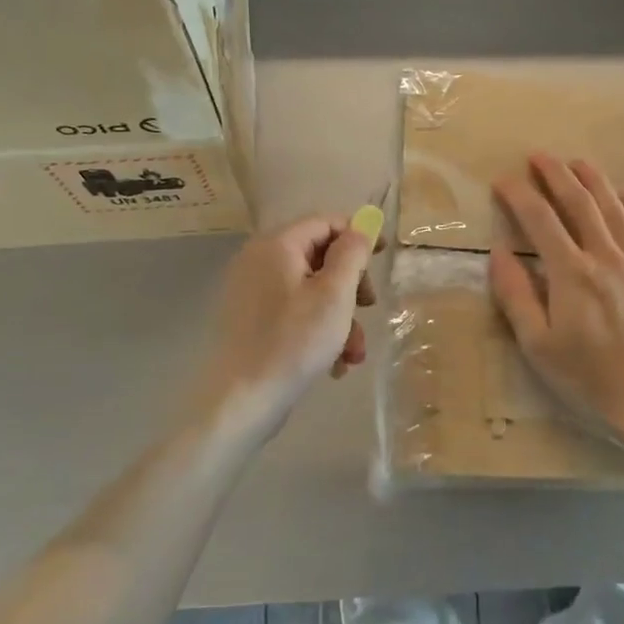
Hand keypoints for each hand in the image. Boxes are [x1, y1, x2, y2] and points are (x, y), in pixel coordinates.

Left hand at [196, 215, 378, 439]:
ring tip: (354, 354)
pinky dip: (318, 332)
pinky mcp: (251, 322)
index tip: (382, 260)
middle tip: (369, 308)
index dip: (357, 236)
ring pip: (310, 291)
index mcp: (276, 245)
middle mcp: (259, 261)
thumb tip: (361, 228)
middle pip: (319, 257)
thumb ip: (351, 254)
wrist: (241, 400)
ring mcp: (252, 293)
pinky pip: (294, 313)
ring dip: (340, 317)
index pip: (325, 222)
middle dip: (350, 286)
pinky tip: (333, 364)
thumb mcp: (335, 295)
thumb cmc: (294, 342)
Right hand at [489, 155, 623, 441]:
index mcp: (572, 274)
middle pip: (580, 203)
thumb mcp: (539, 346)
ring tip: (576, 162)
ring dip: (594, 180)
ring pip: (615, 208)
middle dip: (556, 175)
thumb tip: (499, 254)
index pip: (540, 221)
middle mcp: (607, 258)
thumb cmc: (590, 379)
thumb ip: (516, 296)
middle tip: (538, 156)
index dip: (519, 196)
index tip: (503, 181)